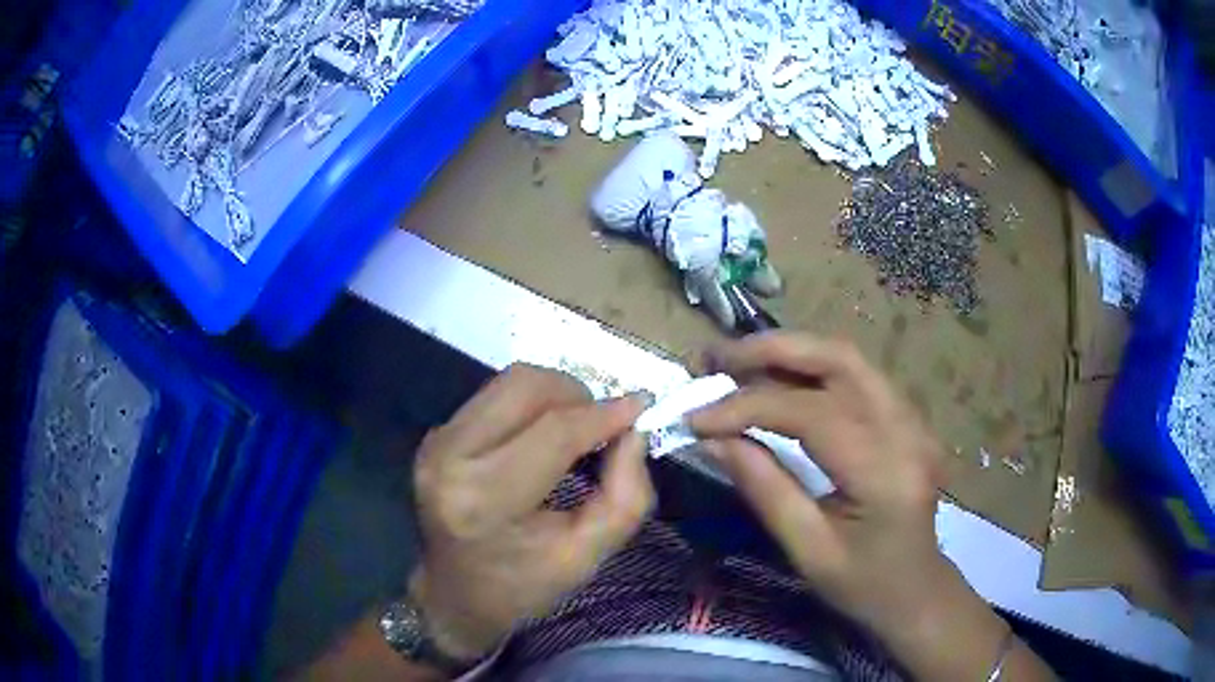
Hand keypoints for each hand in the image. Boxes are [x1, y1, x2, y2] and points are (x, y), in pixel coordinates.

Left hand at [408, 364, 653, 661]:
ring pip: (509, 382)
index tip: (642, 407)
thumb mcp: (587, 556)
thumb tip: (634, 431)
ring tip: (576, 431)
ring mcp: (436, 441)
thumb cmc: (523, 584)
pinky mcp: (436, 434)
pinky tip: (542, 439)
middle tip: (603, 426)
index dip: (604, 414)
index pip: (553, 432)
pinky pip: (494, 397)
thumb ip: (625, 496)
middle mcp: (450, 457)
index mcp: (484, 499)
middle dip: (577, 395)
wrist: (456, 594)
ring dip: (555, 396)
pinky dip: (531, 406)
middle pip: (525, 386)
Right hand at [689, 332, 1052, 679]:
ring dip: (788, 351)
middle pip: (839, 359)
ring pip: (848, 357)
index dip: (748, 406)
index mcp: (886, 473)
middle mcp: (907, 430)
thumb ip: (763, 488)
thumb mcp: (807, 550)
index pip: (812, 414)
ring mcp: (913, 417)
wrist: (916, 588)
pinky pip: (855, 374)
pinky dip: (809, 367)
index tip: (696, 416)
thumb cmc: (863, 584)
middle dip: (771, 350)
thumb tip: (712, 437)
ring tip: (736, 362)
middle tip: (715, 359)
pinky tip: (776, 378)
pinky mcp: (907, 416)